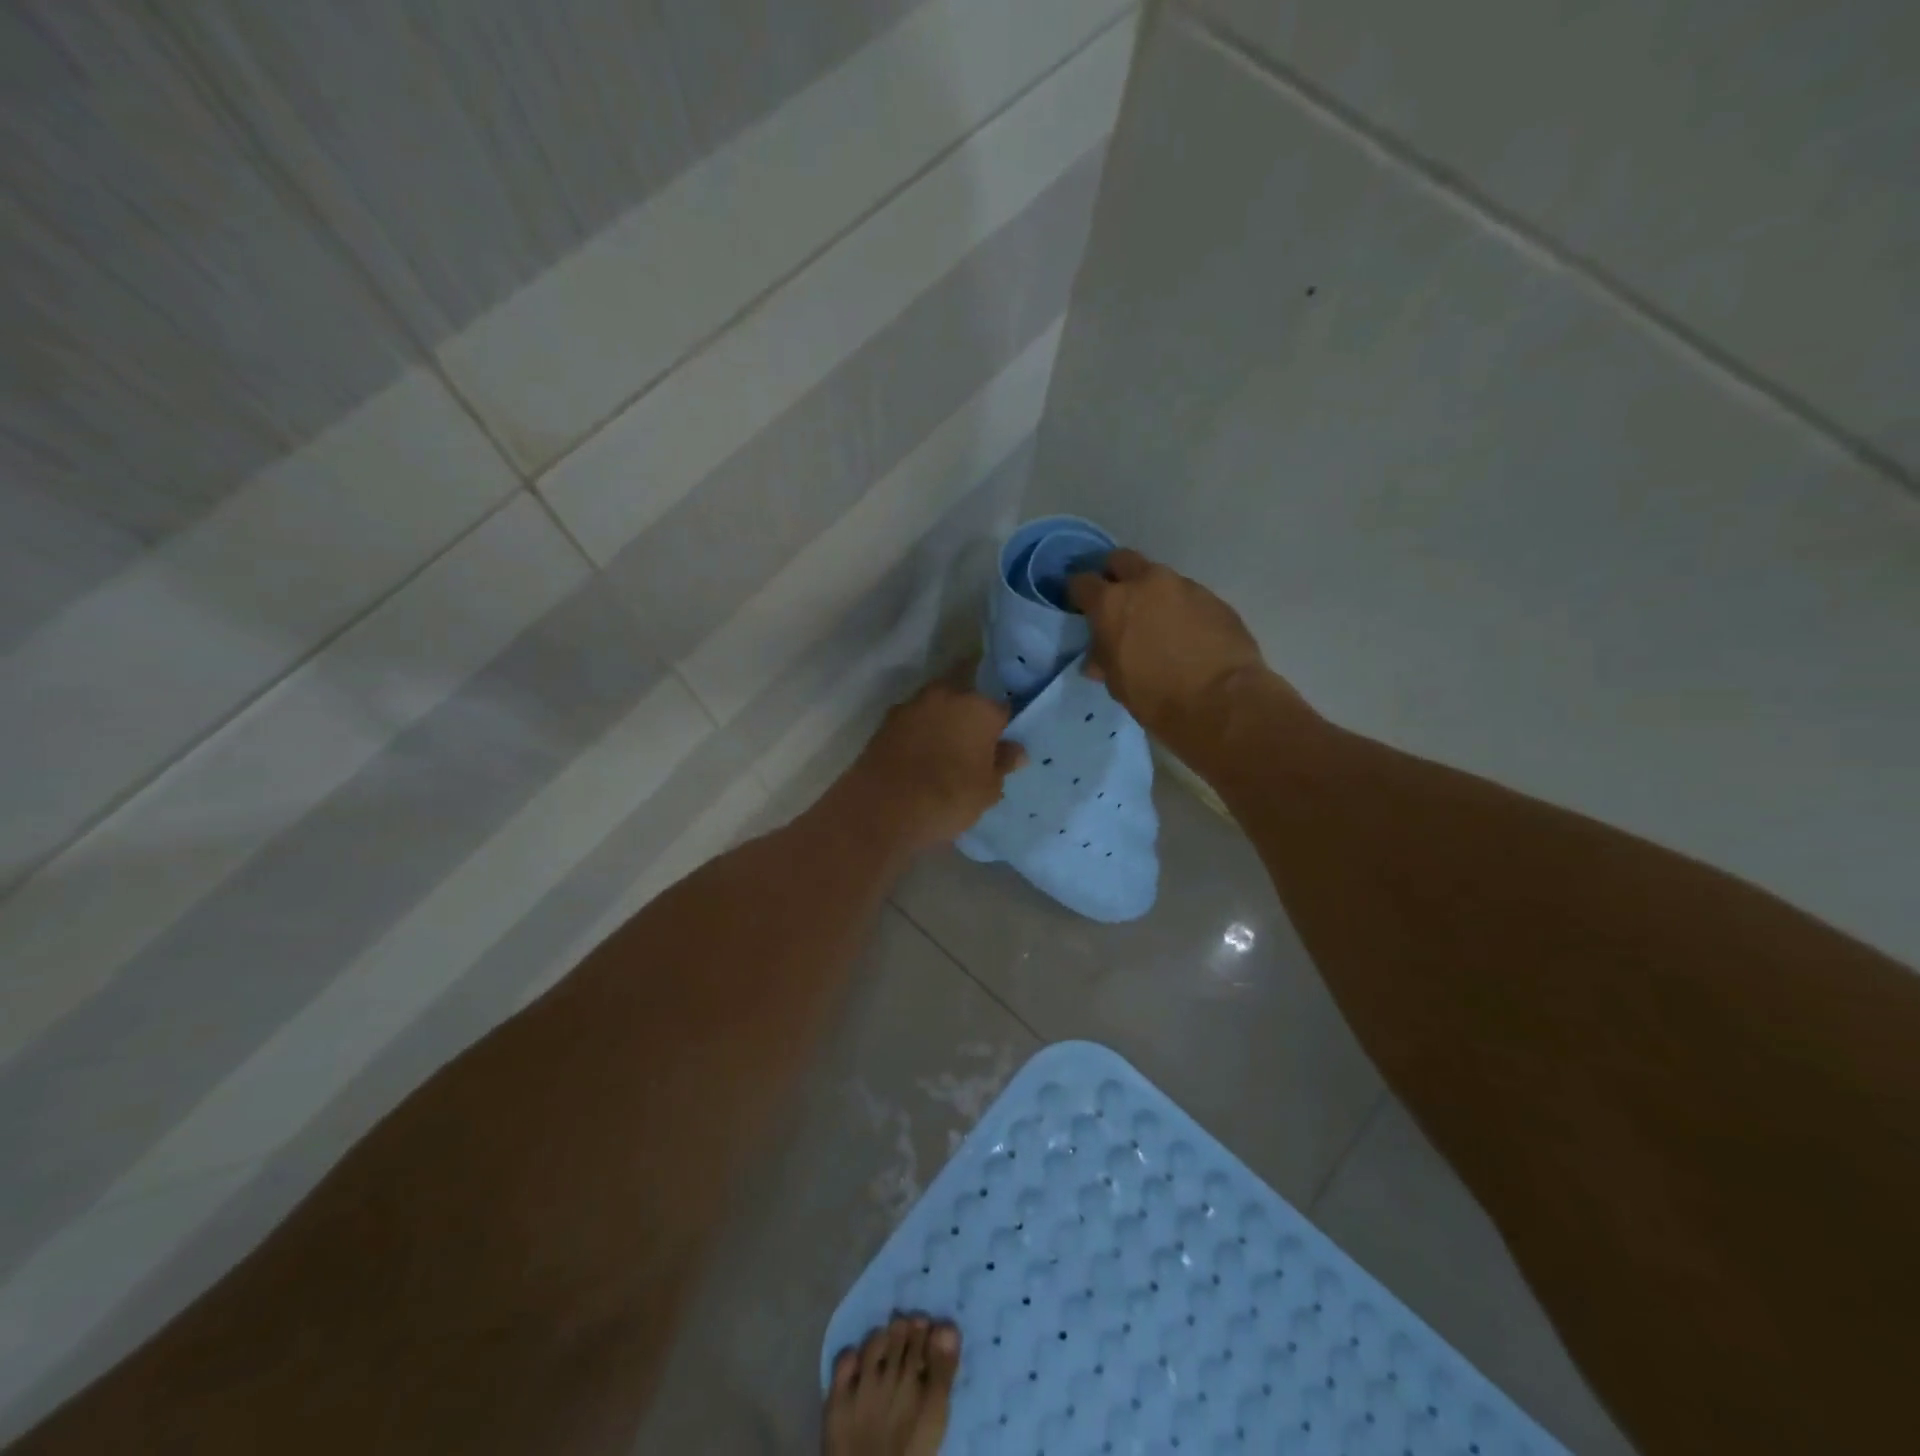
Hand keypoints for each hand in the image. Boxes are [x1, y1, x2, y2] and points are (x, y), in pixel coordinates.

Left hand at [848, 679, 1025, 850]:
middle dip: (969, 718)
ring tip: (943, 754)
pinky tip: (919, 757)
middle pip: (966, 700)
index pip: (1001, 710)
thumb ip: (1003, 764)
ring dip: (941, 723)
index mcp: (979, 708)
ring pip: (936, 708)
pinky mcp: (886, 721)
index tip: (999, 747)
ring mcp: (912, 705)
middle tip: (971, 748)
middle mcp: (946, 696)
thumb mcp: (987, 790)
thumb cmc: (948, 798)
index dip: (1001, 729)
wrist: (883, 808)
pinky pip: (913, 723)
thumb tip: (1016, 750)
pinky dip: (919, 734)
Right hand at [1068, 548, 1287, 754]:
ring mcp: (1184, 586)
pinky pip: (1188, 597)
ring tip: (1158, 625)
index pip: (1082, 582)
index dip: (1079, 595)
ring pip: (1159, 579)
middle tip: (1118, 603)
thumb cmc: (1155, 696)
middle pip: (1121, 560)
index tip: (1082, 608)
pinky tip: (1187, 636)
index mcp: (1111, 603)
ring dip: (1153, 595)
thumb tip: (1097, 658)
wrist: (1220, 701)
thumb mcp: (1116, 682)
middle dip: (1115, 576)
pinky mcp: (1214, 598)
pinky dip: (1181, 610)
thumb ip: (1104, 659)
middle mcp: (1146, 583)